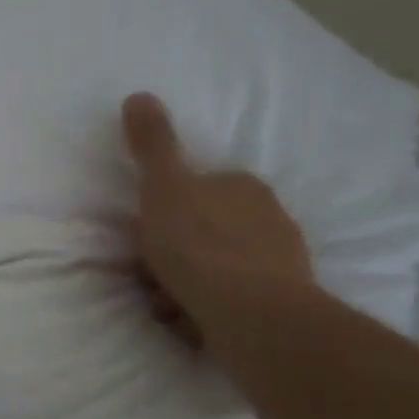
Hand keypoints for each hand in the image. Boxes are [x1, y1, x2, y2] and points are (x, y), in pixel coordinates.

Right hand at [121, 92, 312, 349]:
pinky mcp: (279, 307)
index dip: (165, 213)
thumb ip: (152, 145)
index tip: (145, 235)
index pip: (197, 190)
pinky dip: (206, 311)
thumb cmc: (202, 247)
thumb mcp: (165, 188)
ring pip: (216, 270)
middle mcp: (268, 219)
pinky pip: (230, 302)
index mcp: (242, 187)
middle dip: (174, 253)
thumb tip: (139, 95)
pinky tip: (190, 323)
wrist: (253, 318)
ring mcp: (278, 265)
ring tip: (166, 306)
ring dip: (185, 286)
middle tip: (149, 275)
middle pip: (204, 232)